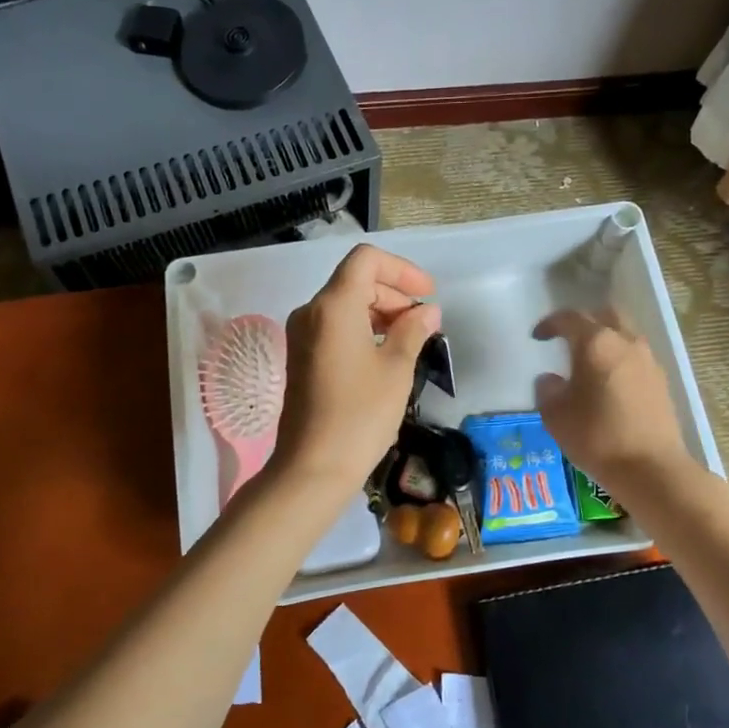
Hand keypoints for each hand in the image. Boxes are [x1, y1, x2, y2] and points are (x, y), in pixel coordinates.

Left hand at [271, 244, 442, 496]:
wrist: (313, 467)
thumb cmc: (360, 415)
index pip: (367, 260)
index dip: (402, 270)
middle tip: (424, 324)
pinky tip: (384, 356)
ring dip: (380, 312)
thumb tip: (427, 312)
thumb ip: (413, 331)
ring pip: (344, 304)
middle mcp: (310, 311)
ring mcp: (301, 335)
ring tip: (410, 341)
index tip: (427, 295)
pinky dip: (362, 329)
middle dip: (393, 294)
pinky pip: (334, 326)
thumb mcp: (396, 369)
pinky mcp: (301, 357)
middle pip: (355, 281)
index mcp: (333, 306)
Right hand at [534, 307, 689, 492]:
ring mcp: (648, 360)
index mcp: (596, 343)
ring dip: (605, 340)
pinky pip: (636, 356)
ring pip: (624, 334)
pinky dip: (619, 359)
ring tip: (588, 363)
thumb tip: (551, 379)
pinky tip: (609, 383)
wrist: (651, 468)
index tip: (537, 337)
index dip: (550, 324)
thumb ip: (547, 390)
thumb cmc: (597, 437)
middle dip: (583, 322)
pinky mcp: (661, 381)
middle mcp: (625, 342)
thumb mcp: (556, 416)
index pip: (569, 318)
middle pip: (604, 315)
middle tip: (567, 340)